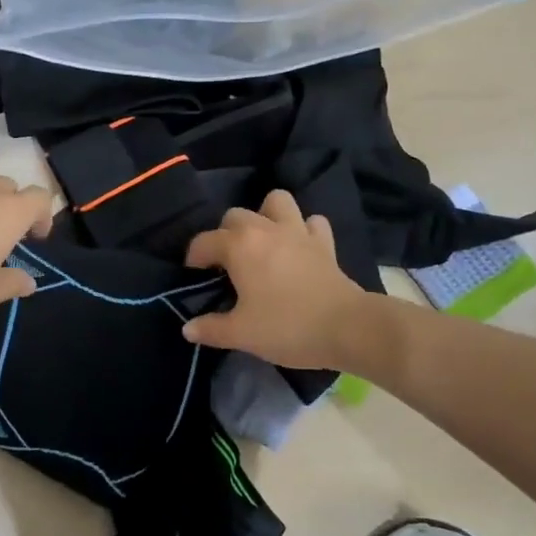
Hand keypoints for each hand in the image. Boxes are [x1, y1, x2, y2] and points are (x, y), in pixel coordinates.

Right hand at [182, 190, 367, 368]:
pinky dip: (303, 229)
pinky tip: (298, 247)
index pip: (204, 242)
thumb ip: (210, 329)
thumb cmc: (287, 327)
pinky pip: (311, 222)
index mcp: (239, 246)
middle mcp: (265, 229)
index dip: (193, 259)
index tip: (194, 278)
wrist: (347, 328)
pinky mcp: (324, 242)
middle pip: (235, 216)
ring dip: (265, 215)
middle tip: (227, 264)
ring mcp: (298, 231)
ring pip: (276, 201)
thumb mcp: (241, 334)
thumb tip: (188, 328)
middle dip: (225, 235)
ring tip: (262, 241)